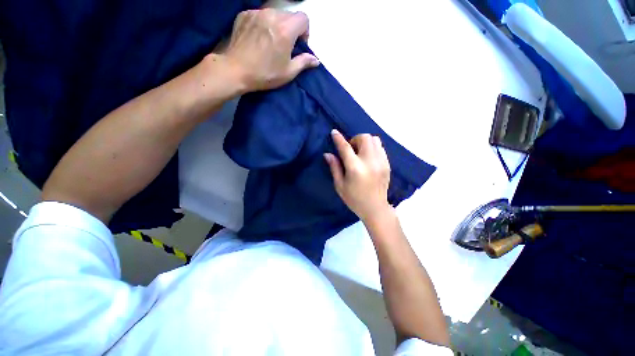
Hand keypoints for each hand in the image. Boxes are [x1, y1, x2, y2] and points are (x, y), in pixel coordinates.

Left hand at [222, 9, 319, 92]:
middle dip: (291, 28)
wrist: (236, 70)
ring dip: (277, 25)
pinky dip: (263, 23)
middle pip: (289, 15)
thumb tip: (316, 60)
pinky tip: (258, 37)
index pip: (303, 18)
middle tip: (285, 45)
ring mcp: (256, 13)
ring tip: (271, 41)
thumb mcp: (288, 72)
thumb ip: (304, 62)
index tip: (299, 44)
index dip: (304, 31)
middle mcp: (272, 15)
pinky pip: (260, 14)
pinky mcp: (244, 14)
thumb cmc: (265, 74)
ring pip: (274, 13)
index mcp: (285, 30)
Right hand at [324, 130, 392, 222]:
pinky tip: (368, 158)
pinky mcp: (387, 164)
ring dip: (365, 142)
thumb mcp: (340, 185)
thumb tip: (327, 154)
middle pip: (364, 138)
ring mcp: (381, 162)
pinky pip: (380, 147)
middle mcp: (370, 161)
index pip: (346, 147)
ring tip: (360, 153)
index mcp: (355, 168)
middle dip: (355, 139)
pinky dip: (372, 147)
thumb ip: (334, 167)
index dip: (338, 138)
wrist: (375, 208)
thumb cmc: (354, 199)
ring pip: (374, 139)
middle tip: (351, 150)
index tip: (334, 132)